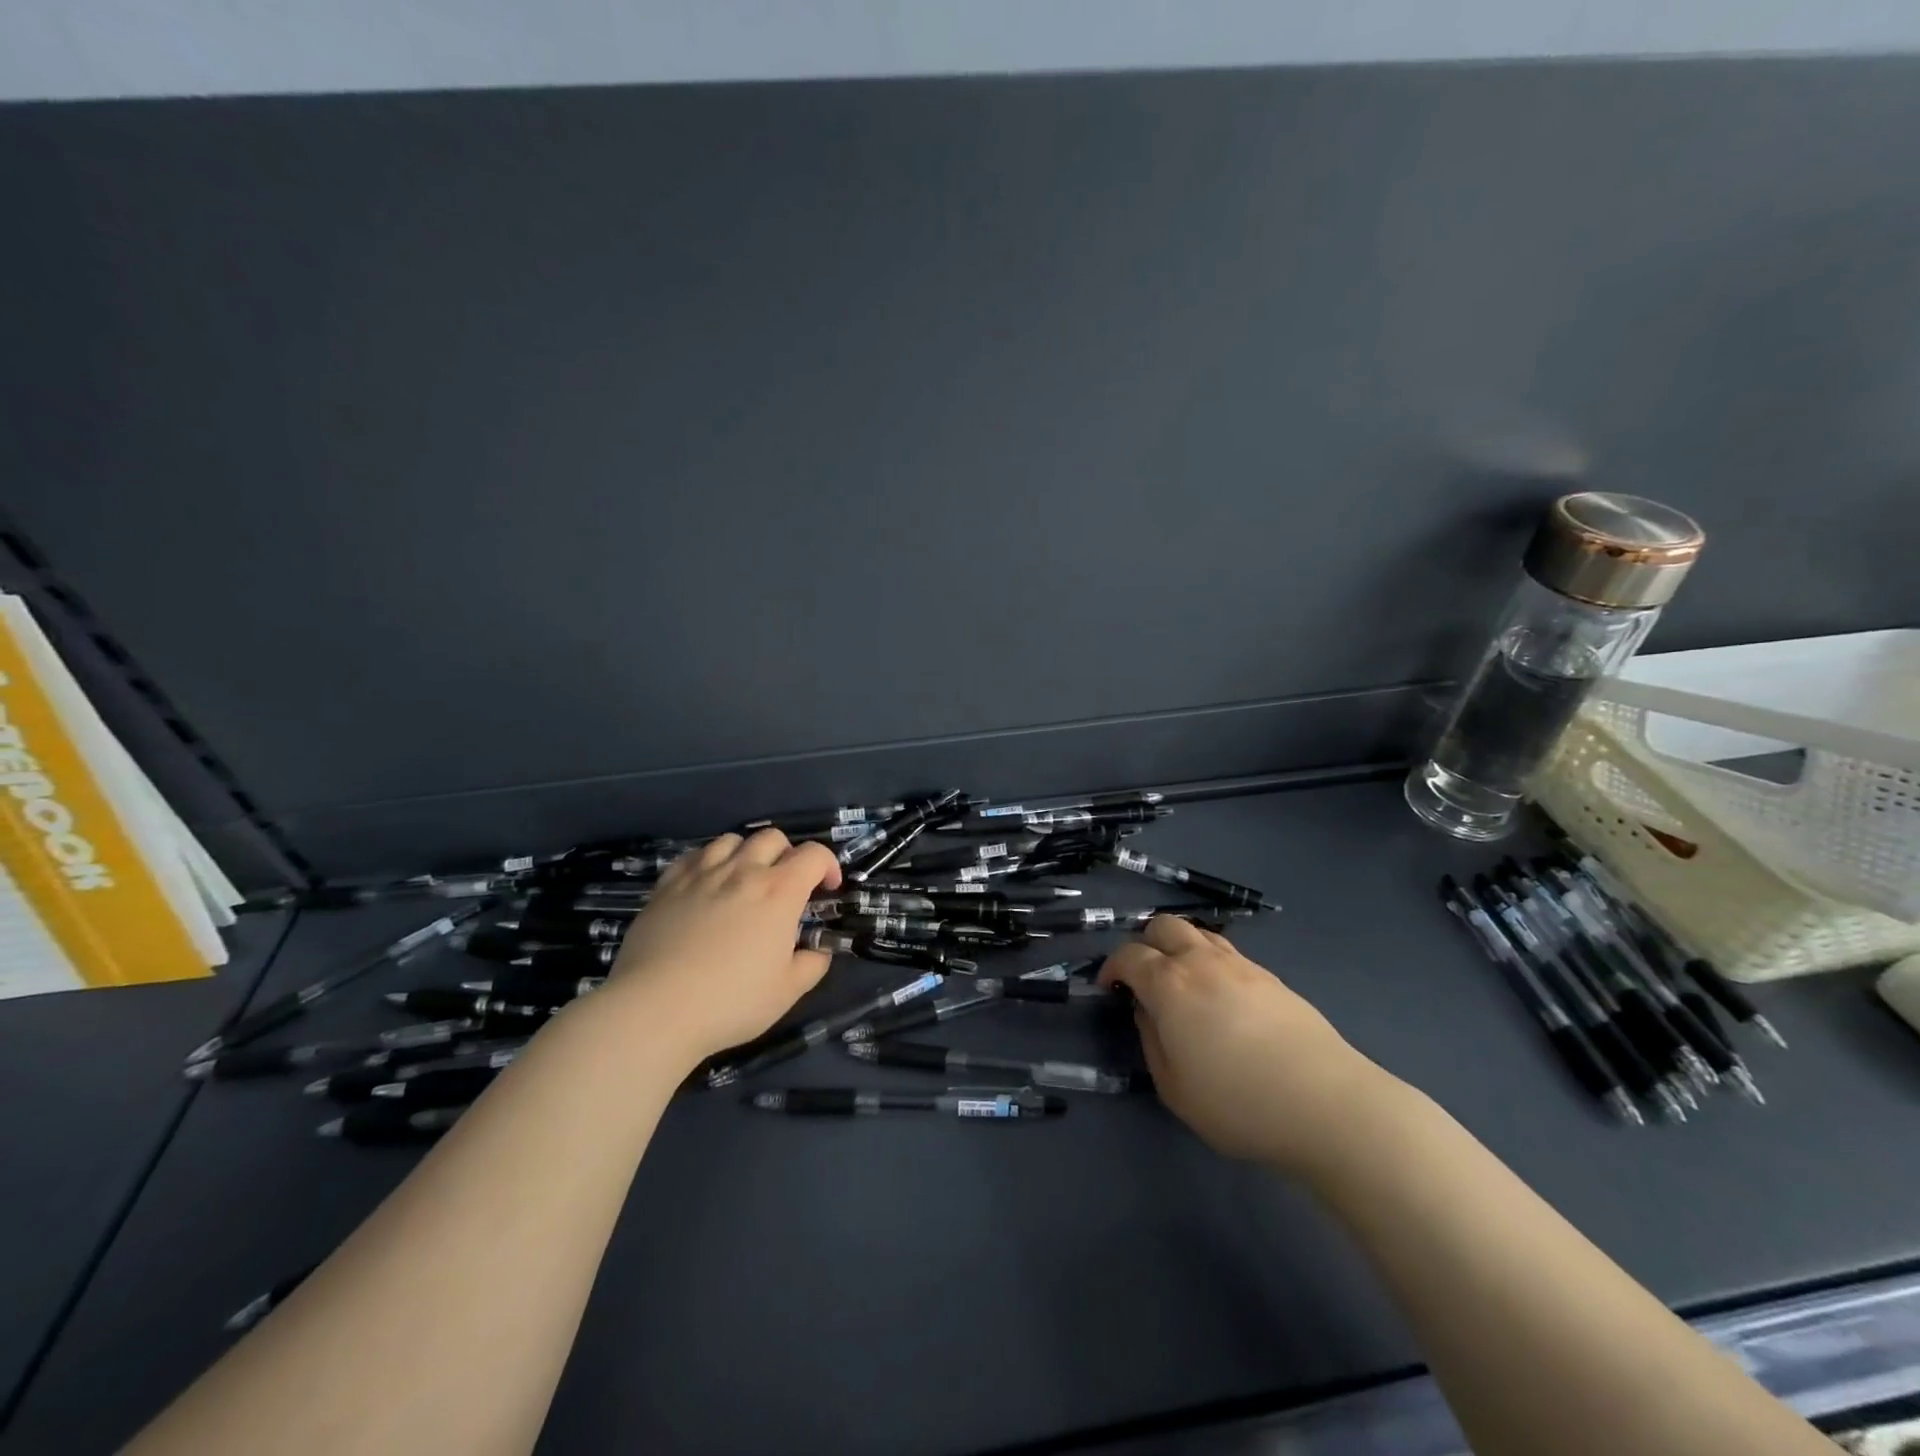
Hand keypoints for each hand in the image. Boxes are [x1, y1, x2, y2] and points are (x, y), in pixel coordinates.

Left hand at [597, 830, 841, 1069]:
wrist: (656, 1009)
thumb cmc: (731, 1001)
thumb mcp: (787, 992)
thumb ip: (811, 965)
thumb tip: (818, 952)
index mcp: (779, 892)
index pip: (814, 855)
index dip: (828, 866)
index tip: (827, 889)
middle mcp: (742, 871)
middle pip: (773, 837)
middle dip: (788, 855)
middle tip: (786, 885)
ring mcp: (701, 874)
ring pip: (731, 840)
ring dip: (746, 853)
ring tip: (744, 880)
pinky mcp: (667, 885)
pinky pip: (693, 855)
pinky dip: (708, 861)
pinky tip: (706, 884)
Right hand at [1100, 916, 1391, 1174]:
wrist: (1327, 1104)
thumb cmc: (1239, 1103)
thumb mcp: (1174, 1088)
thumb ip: (1152, 1041)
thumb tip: (1147, 1011)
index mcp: (1170, 984)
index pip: (1129, 955)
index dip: (1112, 967)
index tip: (1110, 988)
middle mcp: (1201, 961)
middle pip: (1163, 925)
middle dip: (1145, 943)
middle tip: (1145, 977)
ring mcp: (1241, 965)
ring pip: (1199, 932)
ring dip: (1180, 946)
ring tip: (1183, 981)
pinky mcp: (1272, 978)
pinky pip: (1229, 952)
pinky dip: (1212, 961)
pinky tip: (1221, 997)